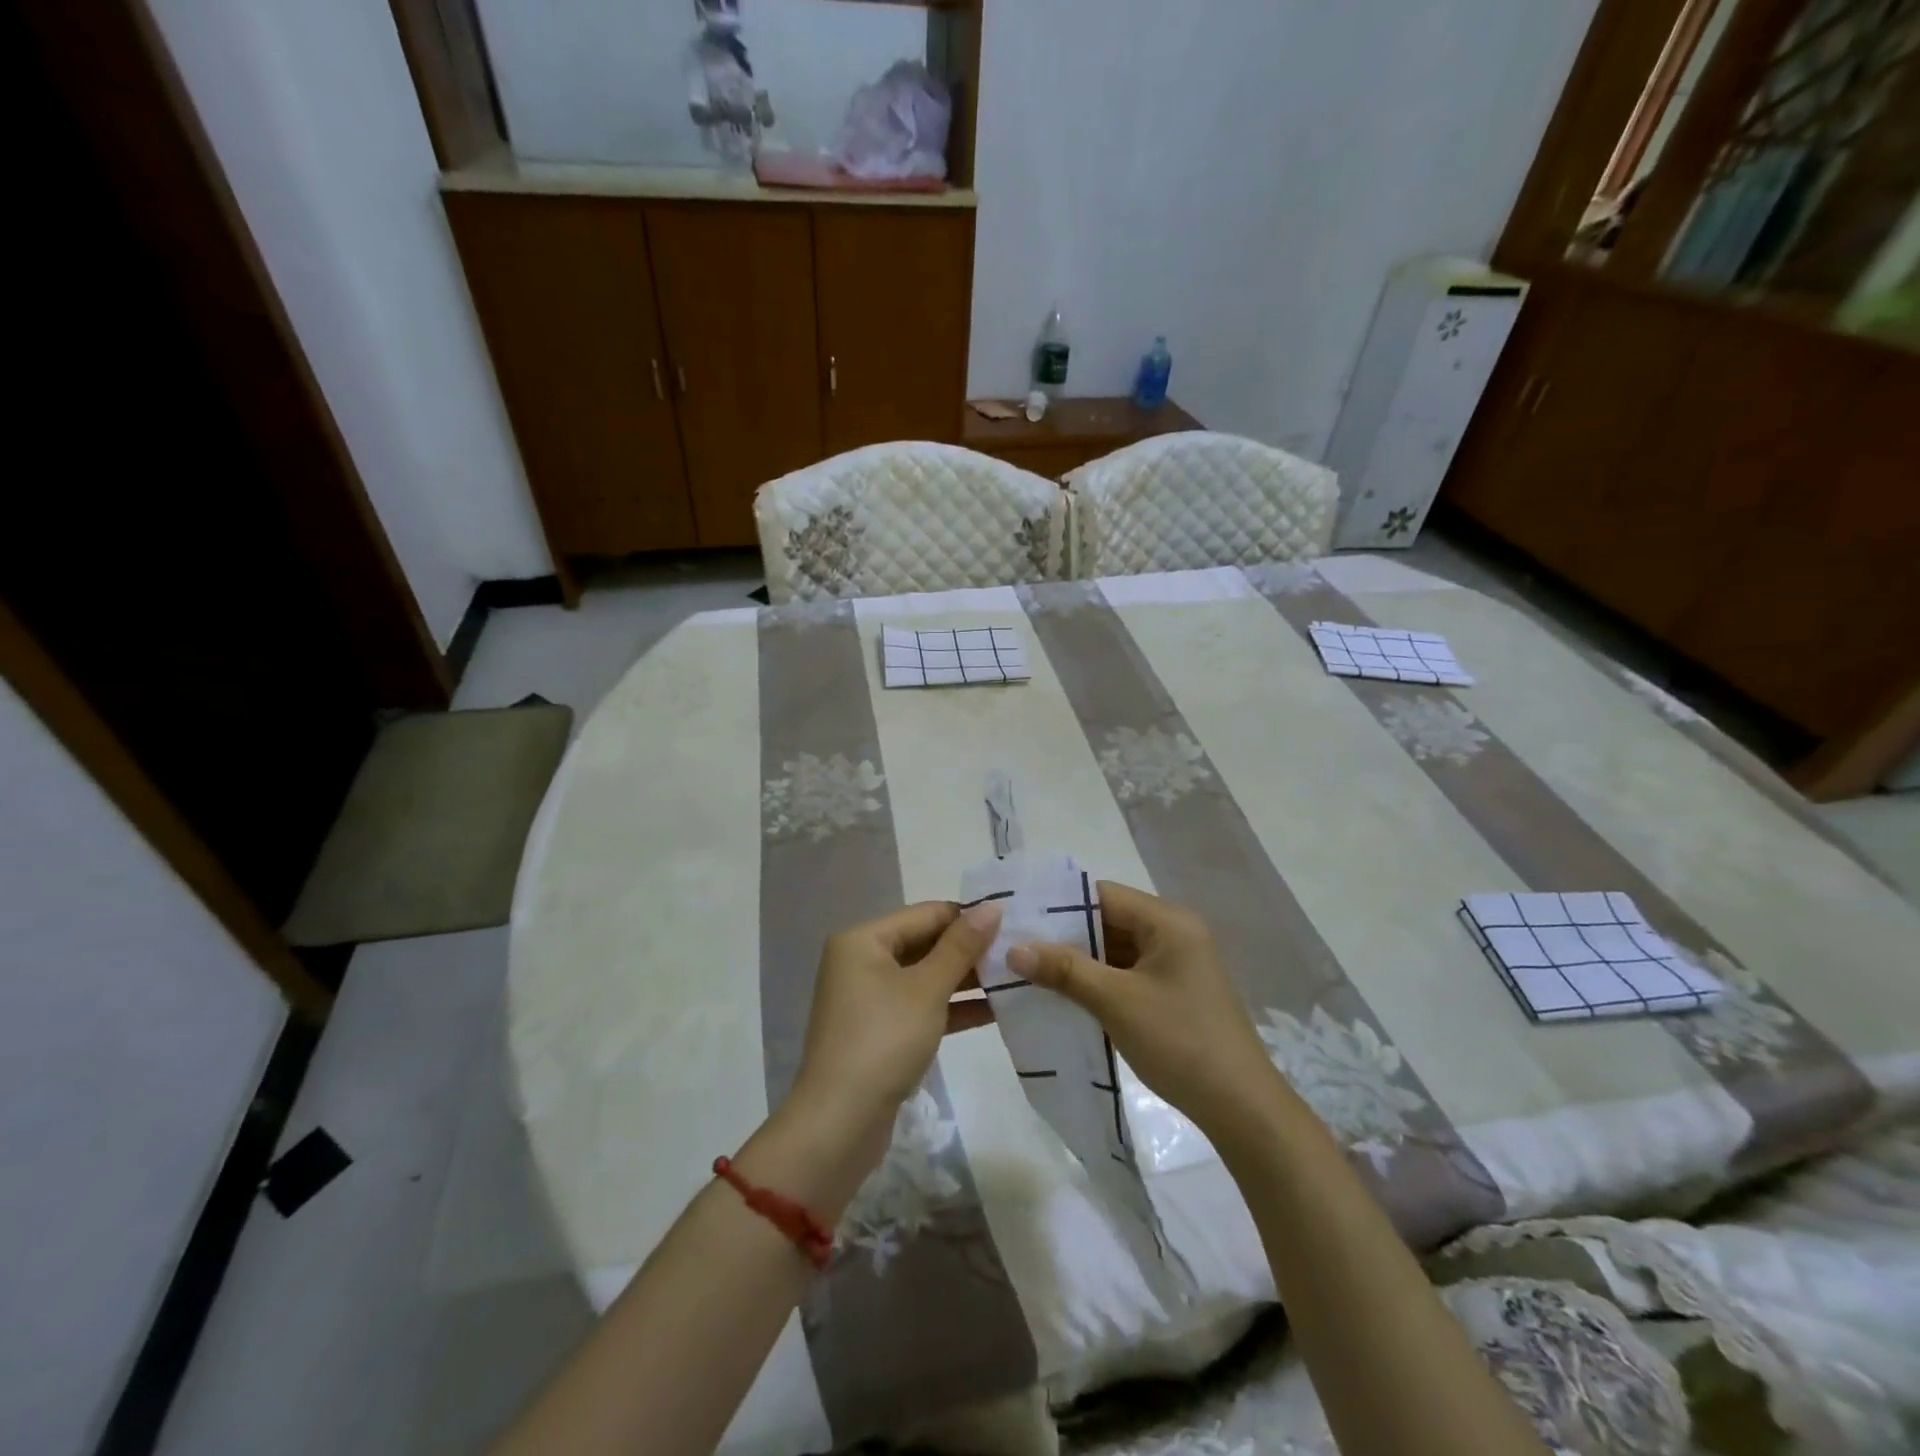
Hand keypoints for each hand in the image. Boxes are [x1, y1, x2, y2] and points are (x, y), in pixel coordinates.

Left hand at [791, 900, 1002, 1153]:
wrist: (840, 1123)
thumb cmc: (884, 1040)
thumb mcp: (927, 989)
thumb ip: (961, 946)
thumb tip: (991, 906)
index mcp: (863, 939)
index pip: (926, 914)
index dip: (968, 917)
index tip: (1013, 923)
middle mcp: (861, 961)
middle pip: (924, 943)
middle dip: (969, 950)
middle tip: (1018, 952)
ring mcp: (868, 998)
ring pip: (924, 977)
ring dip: (964, 980)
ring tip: (1015, 979)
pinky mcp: (879, 1031)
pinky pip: (919, 1006)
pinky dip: (950, 1007)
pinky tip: (994, 1010)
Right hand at [1008, 883, 1281, 1140]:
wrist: (1241, 1108)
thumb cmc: (1179, 1041)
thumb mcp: (1116, 1001)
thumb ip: (1065, 969)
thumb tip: (1013, 948)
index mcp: (1168, 921)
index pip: (1102, 894)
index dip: (1059, 904)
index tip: (1018, 917)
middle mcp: (1174, 932)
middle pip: (1108, 920)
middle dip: (1064, 935)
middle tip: (1016, 945)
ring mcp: (1176, 964)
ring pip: (1115, 949)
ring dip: (1079, 961)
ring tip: (1029, 969)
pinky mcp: (1174, 992)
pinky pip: (1127, 973)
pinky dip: (1098, 981)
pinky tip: (1064, 994)